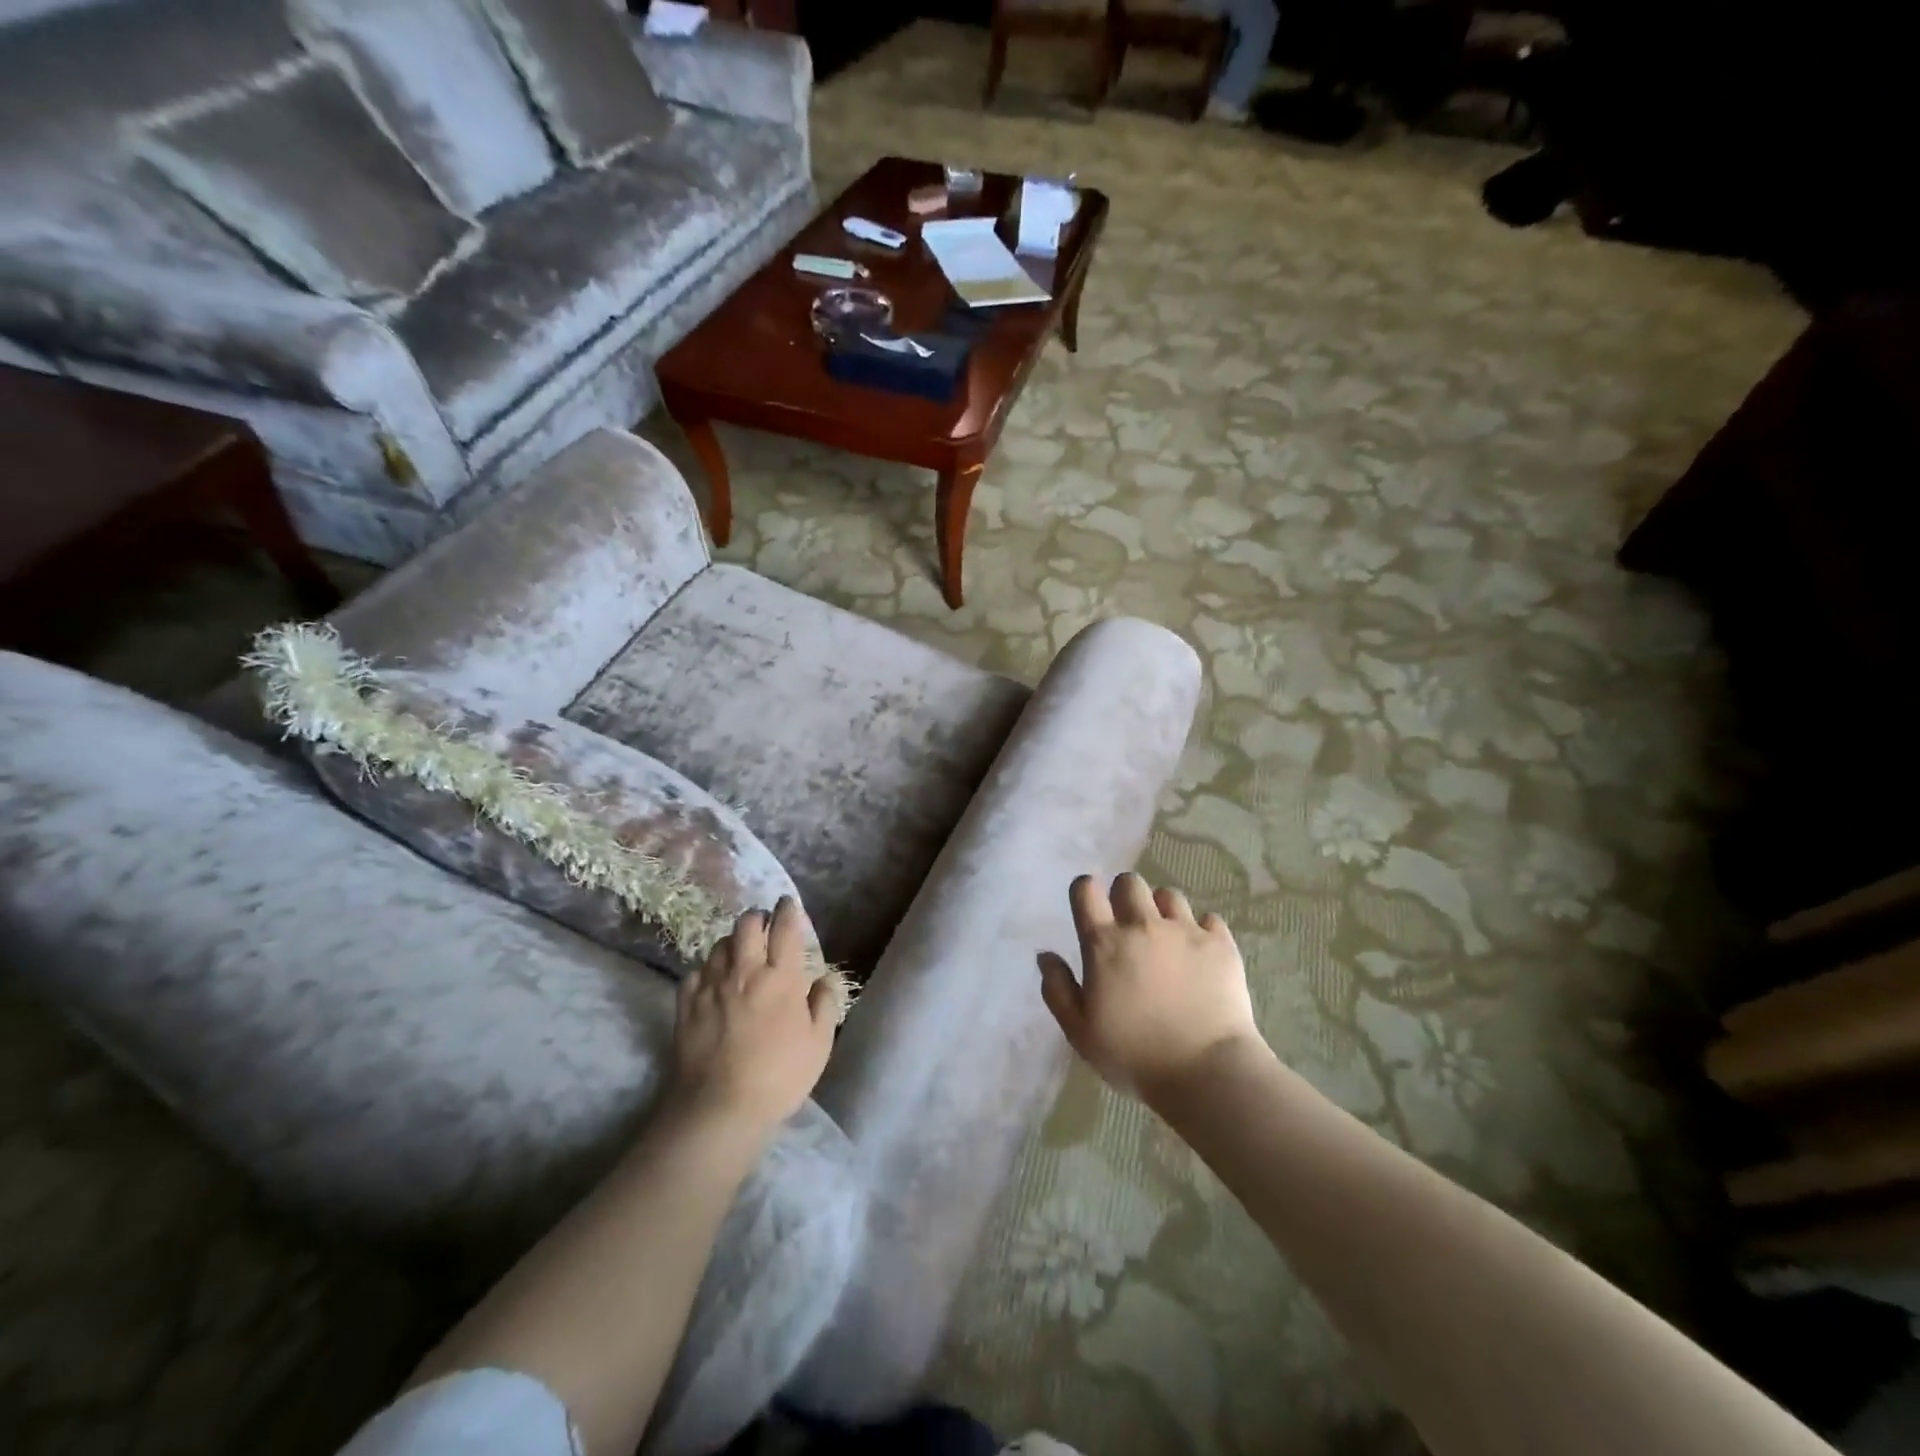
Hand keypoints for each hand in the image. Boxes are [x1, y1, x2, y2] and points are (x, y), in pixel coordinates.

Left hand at [669, 897, 836, 1137]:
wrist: (719, 1107)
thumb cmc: (778, 1077)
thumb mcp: (818, 1044)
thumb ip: (824, 1005)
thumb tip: (824, 978)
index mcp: (781, 977)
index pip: (785, 928)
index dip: (788, 910)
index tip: (788, 904)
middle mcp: (745, 971)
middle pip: (746, 925)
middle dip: (756, 918)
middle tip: (763, 926)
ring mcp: (711, 986)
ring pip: (719, 944)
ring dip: (732, 943)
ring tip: (738, 954)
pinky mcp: (685, 1004)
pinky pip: (695, 973)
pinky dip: (706, 971)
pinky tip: (712, 983)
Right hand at [1039, 873, 1265, 1103]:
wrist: (1205, 1071)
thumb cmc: (1134, 1055)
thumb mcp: (1080, 1032)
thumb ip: (1057, 989)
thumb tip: (1046, 955)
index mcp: (1104, 944)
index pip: (1086, 890)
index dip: (1085, 890)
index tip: (1089, 906)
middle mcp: (1143, 926)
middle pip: (1129, 882)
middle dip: (1124, 895)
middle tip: (1128, 924)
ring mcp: (1185, 931)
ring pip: (1169, 895)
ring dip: (1162, 910)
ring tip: (1166, 937)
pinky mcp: (1220, 944)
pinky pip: (1209, 919)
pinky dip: (1201, 930)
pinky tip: (1199, 952)